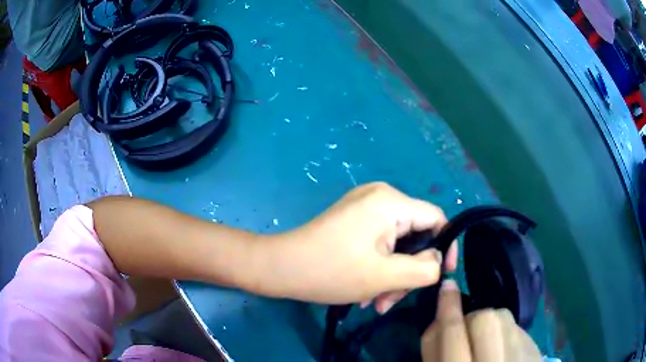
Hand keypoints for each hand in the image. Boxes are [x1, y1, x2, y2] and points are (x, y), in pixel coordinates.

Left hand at [261, 182, 456, 312]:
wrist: (280, 268)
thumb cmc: (331, 271)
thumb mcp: (384, 276)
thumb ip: (424, 269)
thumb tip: (437, 261)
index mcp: (390, 202)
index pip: (436, 219)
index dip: (445, 247)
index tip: (442, 275)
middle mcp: (380, 197)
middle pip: (415, 235)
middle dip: (409, 270)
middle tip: (392, 300)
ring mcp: (365, 208)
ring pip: (397, 244)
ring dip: (393, 275)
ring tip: (377, 302)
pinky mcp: (354, 220)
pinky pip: (381, 243)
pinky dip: (380, 267)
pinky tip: (367, 292)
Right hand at [421, 279, 541, 361]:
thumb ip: (435, 350)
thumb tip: (439, 318)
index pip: (453, 333)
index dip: (447, 306)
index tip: (447, 285)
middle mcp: (494, 361)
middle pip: (483, 319)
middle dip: (471, 317)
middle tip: (468, 331)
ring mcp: (519, 355)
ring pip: (503, 317)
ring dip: (490, 323)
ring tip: (488, 342)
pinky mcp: (534, 350)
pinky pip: (517, 326)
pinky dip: (505, 331)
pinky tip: (503, 347)